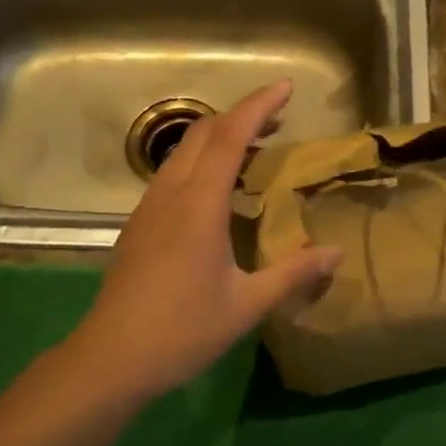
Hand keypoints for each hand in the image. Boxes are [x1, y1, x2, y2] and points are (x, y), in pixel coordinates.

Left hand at [65, 81, 343, 401]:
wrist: (110, 358)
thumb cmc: (182, 330)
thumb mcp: (246, 305)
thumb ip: (292, 274)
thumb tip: (335, 253)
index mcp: (199, 205)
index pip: (230, 136)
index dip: (258, 105)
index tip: (286, 87)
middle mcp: (171, 194)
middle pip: (204, 132)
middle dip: (241, 114)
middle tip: (278, 118)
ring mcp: (148, 207)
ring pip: (184, 151)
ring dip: (219, 137)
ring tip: (254, 147)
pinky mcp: (138, 223)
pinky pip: (172, 173)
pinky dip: (201, 160)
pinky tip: (217, 188)